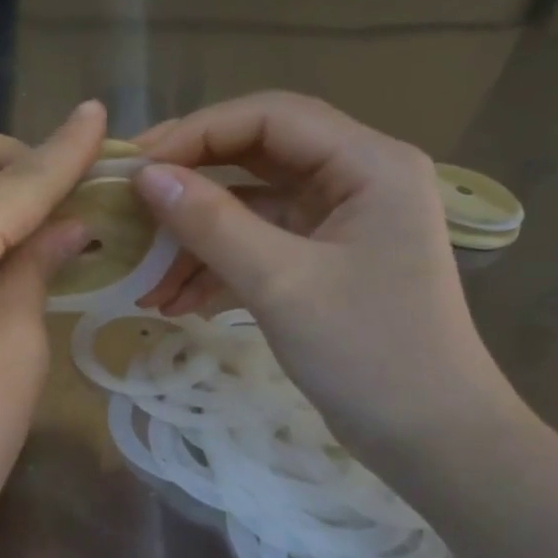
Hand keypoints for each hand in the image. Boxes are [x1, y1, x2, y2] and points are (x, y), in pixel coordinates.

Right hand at [132, 93, 520, 460]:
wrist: (431, 440)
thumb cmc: (370, 354)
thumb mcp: (281, 283)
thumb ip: (211, 223)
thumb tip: (144, 177)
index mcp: (368, 163)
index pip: (270, 117)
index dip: (196, 134)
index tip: (136, 169)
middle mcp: (356, 179)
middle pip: (255, 157)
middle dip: (189, 185)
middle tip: (127, 205)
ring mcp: (338, 224)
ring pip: (250, 208)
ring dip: (195, 239)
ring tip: (144, 279)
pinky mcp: (322, 264)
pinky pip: (258, 248)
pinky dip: (216, 269)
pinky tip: (174, 303)